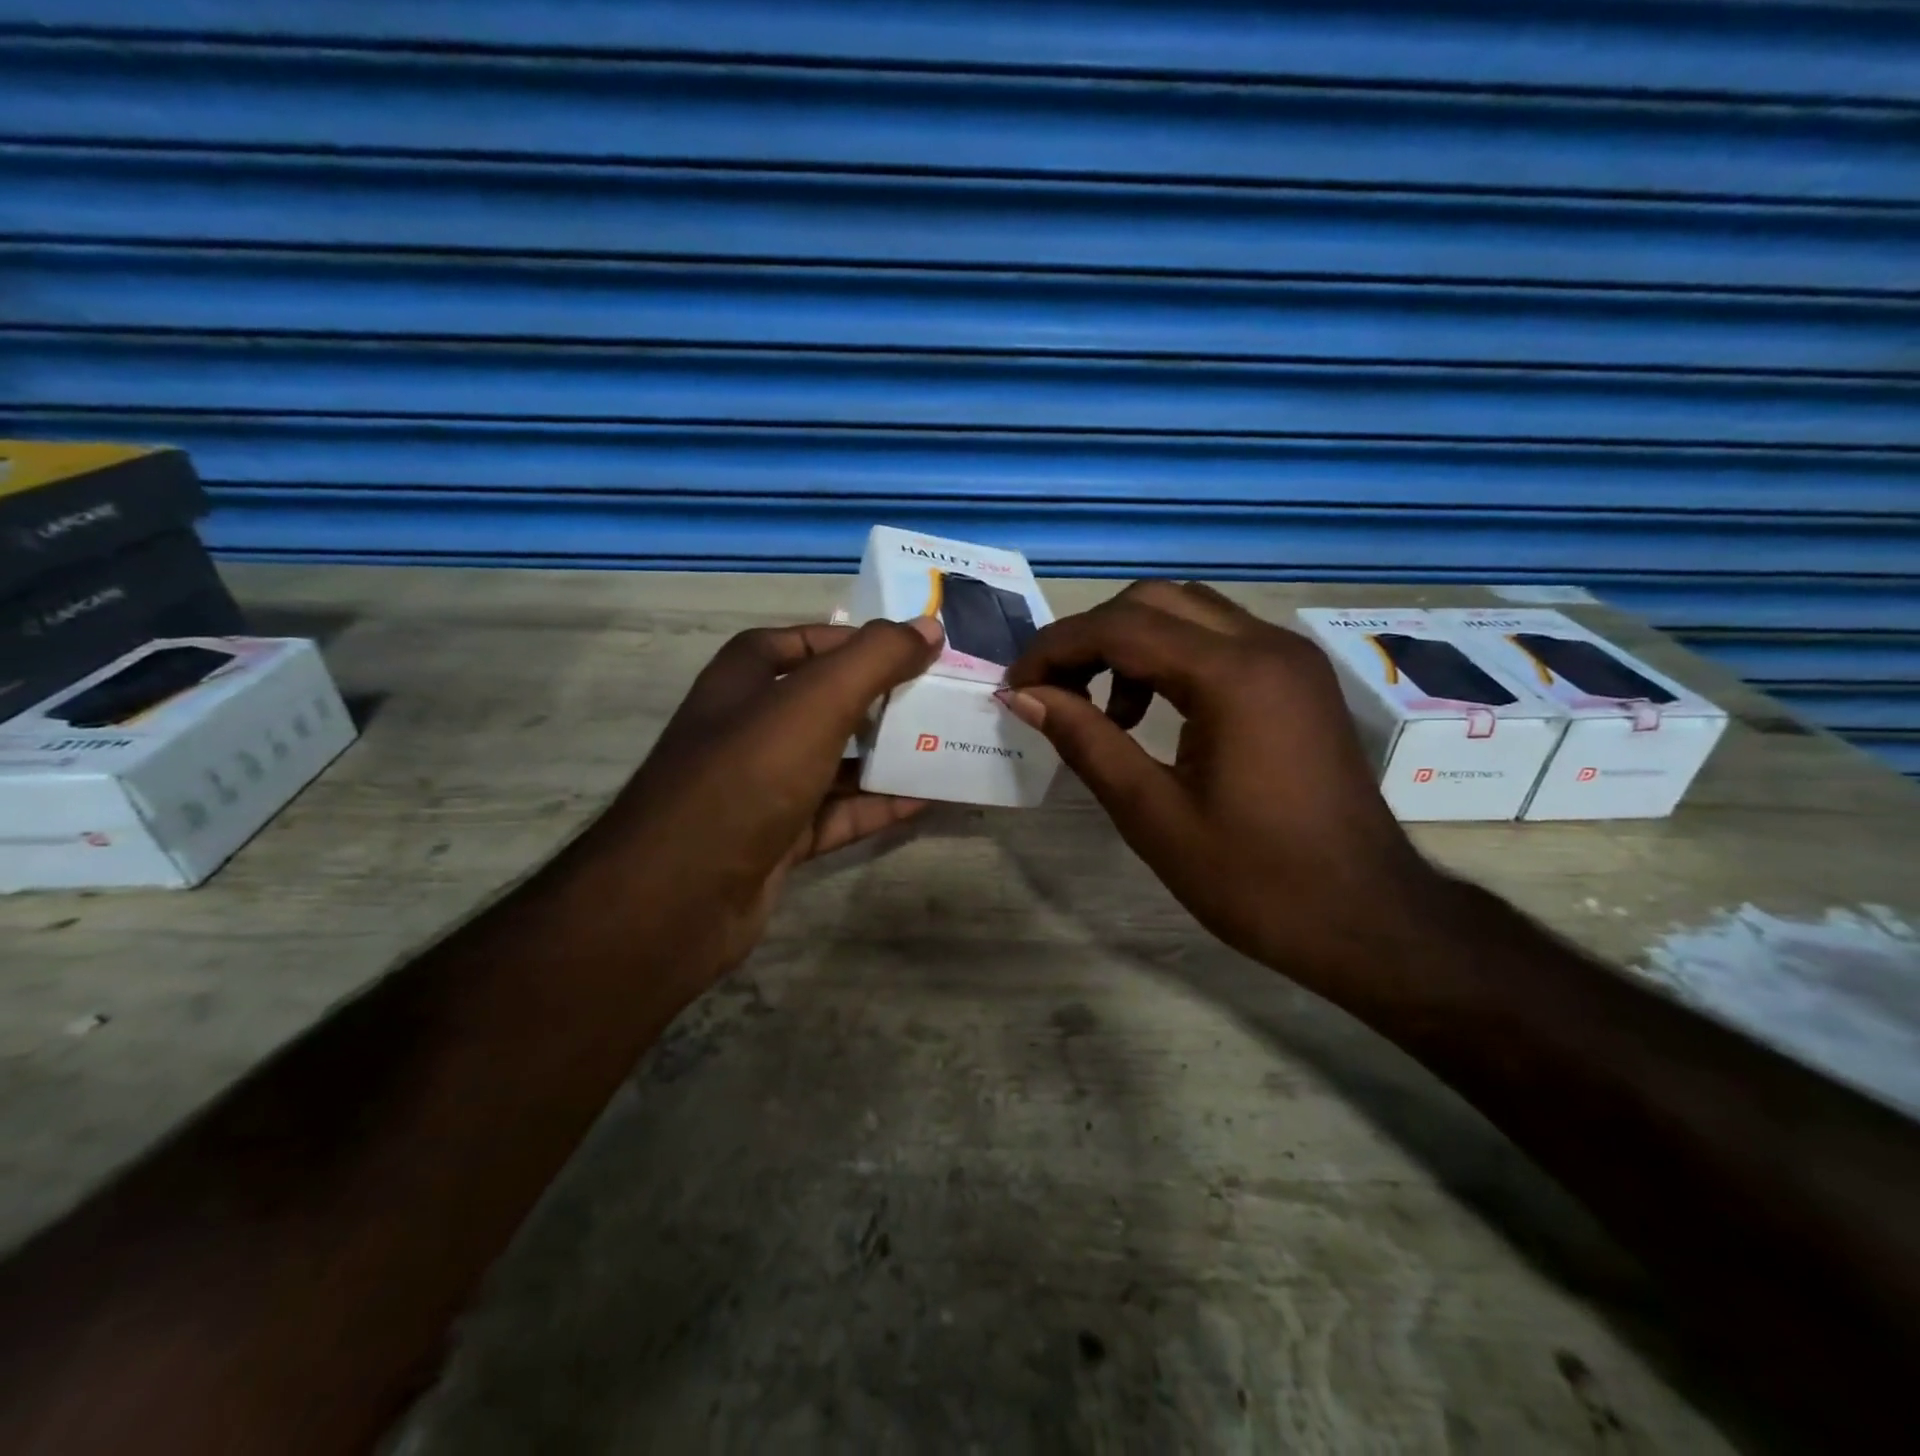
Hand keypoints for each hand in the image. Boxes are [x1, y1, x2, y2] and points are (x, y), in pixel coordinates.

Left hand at [604, 616, 942, 978]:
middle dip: (882, 700)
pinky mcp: (777, 837)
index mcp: (746, 678)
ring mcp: (763, 786)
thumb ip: (875, 659)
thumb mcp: (815, 702)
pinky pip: (837, 813)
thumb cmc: (747, 774)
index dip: (858, 641)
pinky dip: (877, 806)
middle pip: (827, 702)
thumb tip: (929, 627)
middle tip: (942, 699)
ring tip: (946, 746)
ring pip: (836, 761)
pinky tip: (925, 800)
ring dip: (886, 756)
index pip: (807, 642)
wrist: (680, 895)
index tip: (915, 650)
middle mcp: (751, 726)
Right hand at [1001, 581, 1446, 991]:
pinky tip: (1151, 715)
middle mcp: (1266, 645)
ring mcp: (1289, 658)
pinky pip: (1218, 640)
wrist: (1367, 919)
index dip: (1054, 650)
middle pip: (1153, 601)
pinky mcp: (1297, 680)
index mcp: (1233, 676)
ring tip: (1101, 711)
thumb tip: (1025, 696)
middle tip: (1051, 691)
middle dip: (1089, 638)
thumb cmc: (1254, 879)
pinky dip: (1169, 659)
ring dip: (1129, 645)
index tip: (1015, 687)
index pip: (1120, 628)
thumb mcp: (1152, 814)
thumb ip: (1085, 741)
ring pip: (1187, 613)